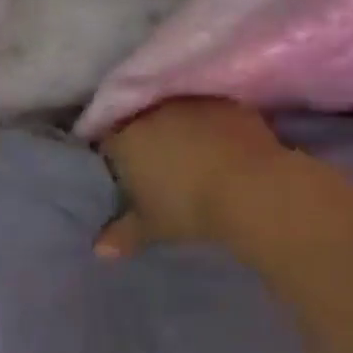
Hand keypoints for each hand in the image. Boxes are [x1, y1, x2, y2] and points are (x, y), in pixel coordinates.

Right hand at [96, 98, 287, 257]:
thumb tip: (99, 249)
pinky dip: (208, 128)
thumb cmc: (188, 207)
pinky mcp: (227, 104)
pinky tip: (217, 149)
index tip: (120, 176)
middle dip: (143, 139)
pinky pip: (207, 114)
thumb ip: (122, 234)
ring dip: (176, 129)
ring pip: (174, 114)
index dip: (111, 158)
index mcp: (125, 138)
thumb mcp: (151, 227)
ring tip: (188, 156)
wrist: (252, 188)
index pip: (106, 142)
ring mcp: (192, 104)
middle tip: (153, 168)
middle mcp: (153, 112)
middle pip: (139, 121)